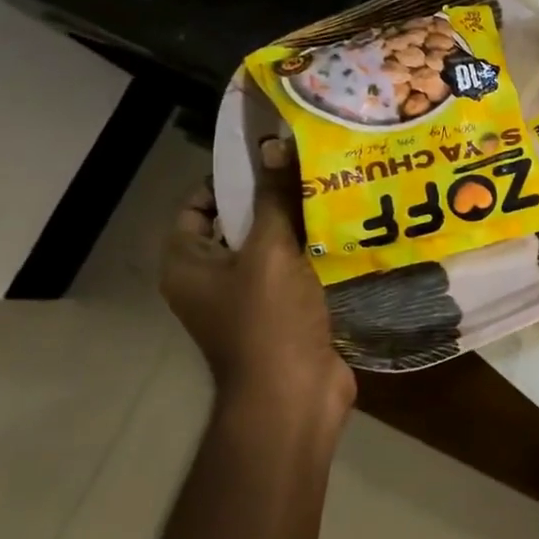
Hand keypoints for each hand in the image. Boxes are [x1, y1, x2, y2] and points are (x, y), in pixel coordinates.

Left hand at [161, 136, 355, 425]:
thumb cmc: (268, 322)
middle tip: (314, 168)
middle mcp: (212, 279)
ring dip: (302, 224)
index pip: (198, 205)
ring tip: (338, 191)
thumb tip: (275, 143)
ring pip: (275, 247)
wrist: (293, 396)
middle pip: (241, 224)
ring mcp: (250, 298)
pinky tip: (350, 231)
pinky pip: (298, 270)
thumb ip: (274, 198)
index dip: (228, 178)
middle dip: (275, 198)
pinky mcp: (285, 312)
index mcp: (189, 263)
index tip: (271, 157)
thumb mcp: (270, 252)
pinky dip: (318, 252)